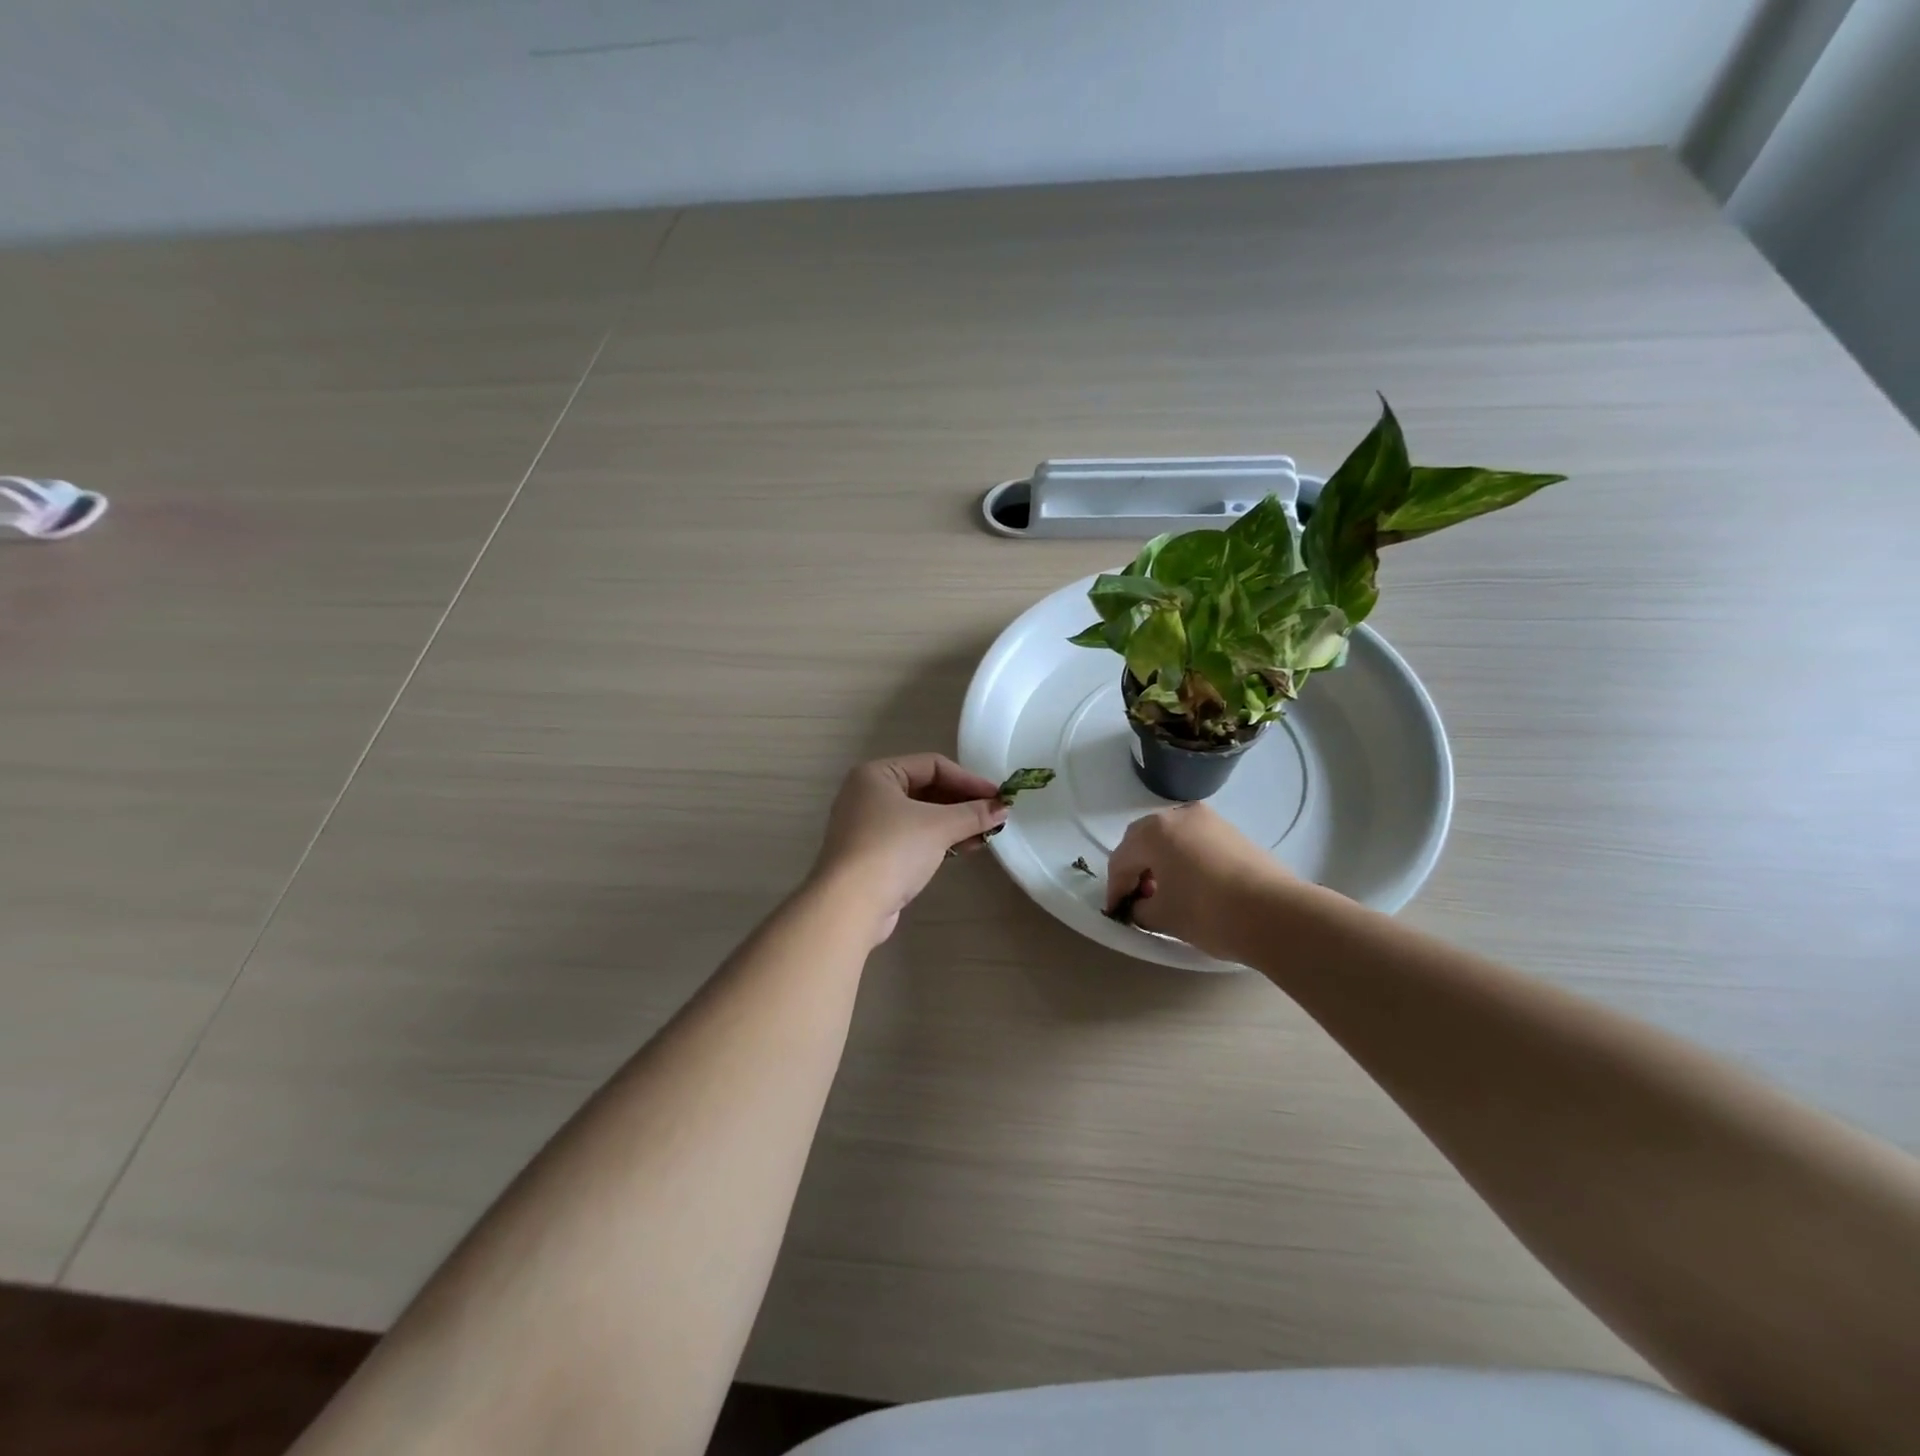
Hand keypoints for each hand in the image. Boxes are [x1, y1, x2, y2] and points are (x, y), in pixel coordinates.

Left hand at [813, 754, 1009, 941]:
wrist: (850, 905)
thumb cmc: (892, 850)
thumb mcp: (938, 826)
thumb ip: (973, 814)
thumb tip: (1002, 808)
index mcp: (877, 774)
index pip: (932, 766)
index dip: (968, 780)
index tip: (998, 797)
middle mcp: (868, 794)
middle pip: (926, 789)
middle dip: (962, 803)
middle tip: (994, 815)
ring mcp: (868, 825)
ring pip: (920, 815)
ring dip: (954, 823)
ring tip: (985, 834)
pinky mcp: (872, 854)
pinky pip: (912, 837)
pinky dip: (937, 839)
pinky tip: (963, 848)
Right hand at [1105, 803, 1298, 958]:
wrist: (1277, 914)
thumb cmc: (1208, 912)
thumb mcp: (1162, 917)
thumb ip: (1140, 909)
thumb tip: (1141, 905)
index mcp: (1154, 831)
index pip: (1122, 859)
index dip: (1115, 888)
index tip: (1116, 912)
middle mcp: (1179, 815)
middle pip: (1144, 840)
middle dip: (1136, 868)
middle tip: (1137, 898)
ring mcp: (1210, 820)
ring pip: (1172, 838)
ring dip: (1161, 862)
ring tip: (1166, 893)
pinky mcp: (1234, 833)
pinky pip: (1196, 842)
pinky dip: (1185, 860)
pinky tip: (1192, 886)